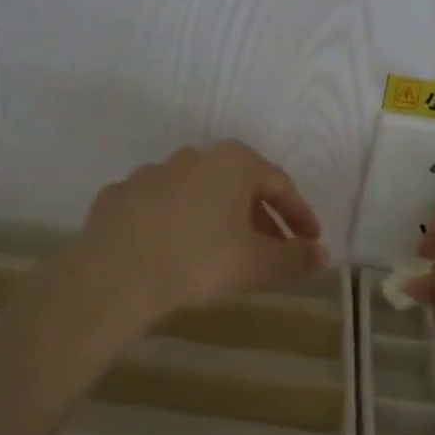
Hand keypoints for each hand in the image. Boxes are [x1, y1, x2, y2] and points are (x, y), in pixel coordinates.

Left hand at [75, 141, 326, 321]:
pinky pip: (160, 210)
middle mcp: (192, 156)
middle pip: (238, 187)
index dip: (300, 216)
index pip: (280, 184)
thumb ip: (295, 258)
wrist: (113, 277)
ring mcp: (150, 173)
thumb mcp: (258, 264)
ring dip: (218, 220)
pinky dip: (177, 227)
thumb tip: (321, 255)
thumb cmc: (199, 261)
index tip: (309, 242)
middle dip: (260, 220)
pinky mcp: (118, 197)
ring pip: (198, 196)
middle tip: (271, 252)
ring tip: (224, 256)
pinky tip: (176, 255)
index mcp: (233, 162)